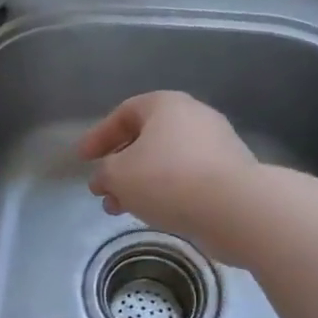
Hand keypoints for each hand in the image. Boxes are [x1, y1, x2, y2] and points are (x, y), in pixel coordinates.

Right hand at [79, 92, 259, 259]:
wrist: (236, 208)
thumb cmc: (168, 179)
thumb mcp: (119, 175)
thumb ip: (104, 174)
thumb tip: (104, 180)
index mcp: (166, 105)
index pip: (123, 113)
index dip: (98, 136)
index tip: (82, 159)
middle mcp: (193, 116)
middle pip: (146, 138)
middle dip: (119, 165)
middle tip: (102, 189)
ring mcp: (216, 145)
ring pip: (166, 161)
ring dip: (139, 183)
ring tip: (121, 209)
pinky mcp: (230, 173)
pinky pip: (187, 178)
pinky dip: (165, 192)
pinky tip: (153, 213)